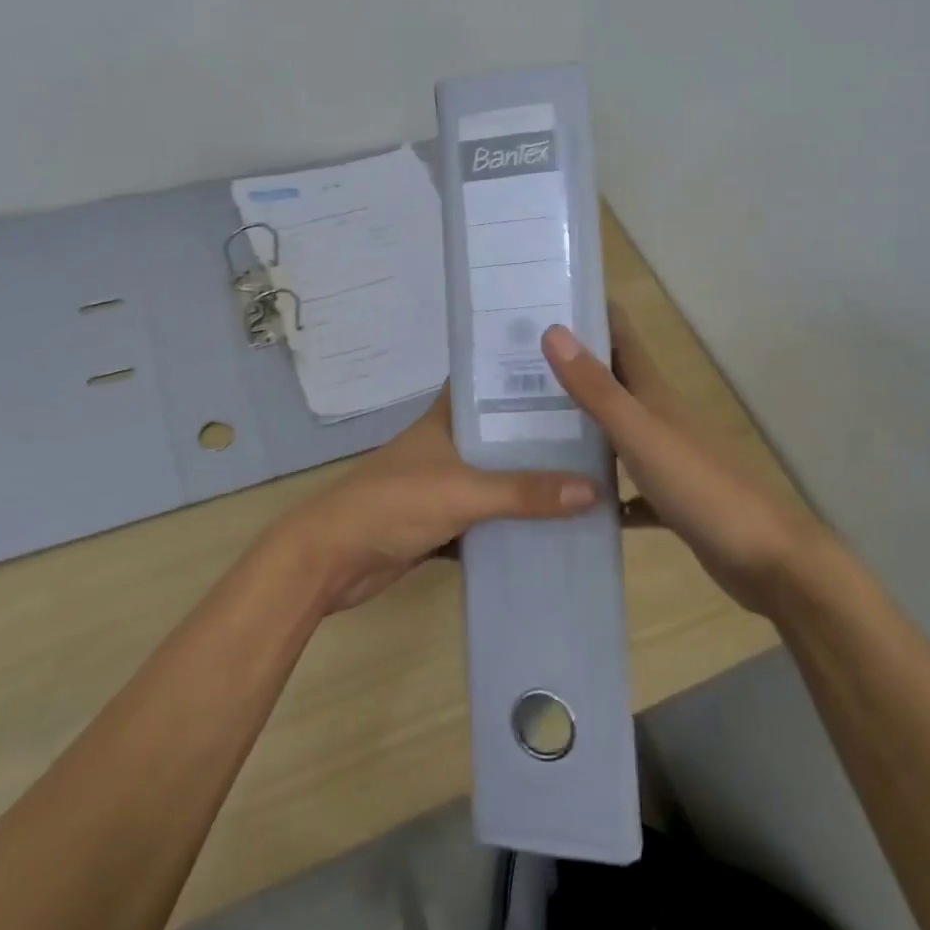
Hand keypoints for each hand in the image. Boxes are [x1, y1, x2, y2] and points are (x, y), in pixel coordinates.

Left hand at [266, 391, 599, 613]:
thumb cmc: (393, 504)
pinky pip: (486, 518)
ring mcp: (442, 484)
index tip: (570, 370)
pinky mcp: (440, 522)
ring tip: (588, 478)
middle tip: (597, 432)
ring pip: (495, 478)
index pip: (486, 383)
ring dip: (529, 482)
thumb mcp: (463, 491)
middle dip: (539, 436)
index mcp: (445, 420)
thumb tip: (593, 489)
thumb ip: (523, 492)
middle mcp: (446, 445)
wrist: (333, 559)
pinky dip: (512, 523)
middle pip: (499, 434)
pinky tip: (553, 528)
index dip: (521, 374)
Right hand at [541, 311, 825, 616]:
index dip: (588, 313)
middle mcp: (659, 417)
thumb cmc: (701, 486)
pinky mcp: (670, 499)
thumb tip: (553, 330)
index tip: (543, 300)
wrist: (769, 560)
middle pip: (611, 381)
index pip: (619, 335)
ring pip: (615, 432)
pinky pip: (626, 487)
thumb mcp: (640, 432)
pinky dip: (602, 489)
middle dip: (571, 368)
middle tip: (515, 364)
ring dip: (580, 426)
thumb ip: (596, 388)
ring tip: (527, 426)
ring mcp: (665, 458)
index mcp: (654, 393)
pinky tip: (573, 499)